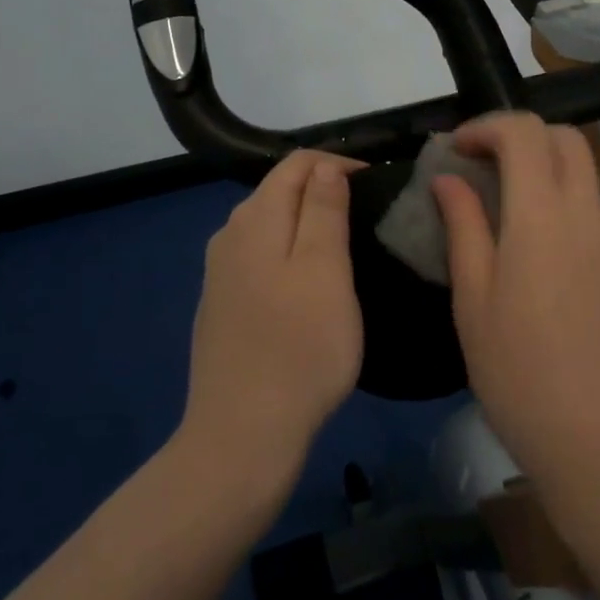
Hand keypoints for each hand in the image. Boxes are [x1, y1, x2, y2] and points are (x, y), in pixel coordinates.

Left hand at [178, 150, 365, 487]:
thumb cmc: (299, 348)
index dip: (339, 164)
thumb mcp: (325, 270)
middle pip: (279, 190)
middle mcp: (229, 235)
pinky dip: (289, 252)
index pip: (297, 164)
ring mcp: (220, 273)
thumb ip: (323, 210)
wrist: (242, 435)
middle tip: (369, 214)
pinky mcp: (221, 305)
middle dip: (323, 189)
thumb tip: (326, 168)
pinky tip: (309, 282)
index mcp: (255, 218)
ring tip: (347, 243)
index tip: (378, 185)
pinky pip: (260, 257)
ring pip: (269, 225)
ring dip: (307, 222)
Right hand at [433, 113, 599, 500]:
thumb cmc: (518, 374)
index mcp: (544, 218)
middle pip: (567, 139)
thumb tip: (449, 179)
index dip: (488, 125)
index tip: (458, 149)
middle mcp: (590, 216)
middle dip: (521, 136)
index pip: (526, 132)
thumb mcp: (473, 300)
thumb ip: (464, 226)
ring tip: (502, 213)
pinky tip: (538, 260)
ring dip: (543, 172)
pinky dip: (562, 209)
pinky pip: (593, 217)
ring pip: (584, 176)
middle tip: (482, 167)